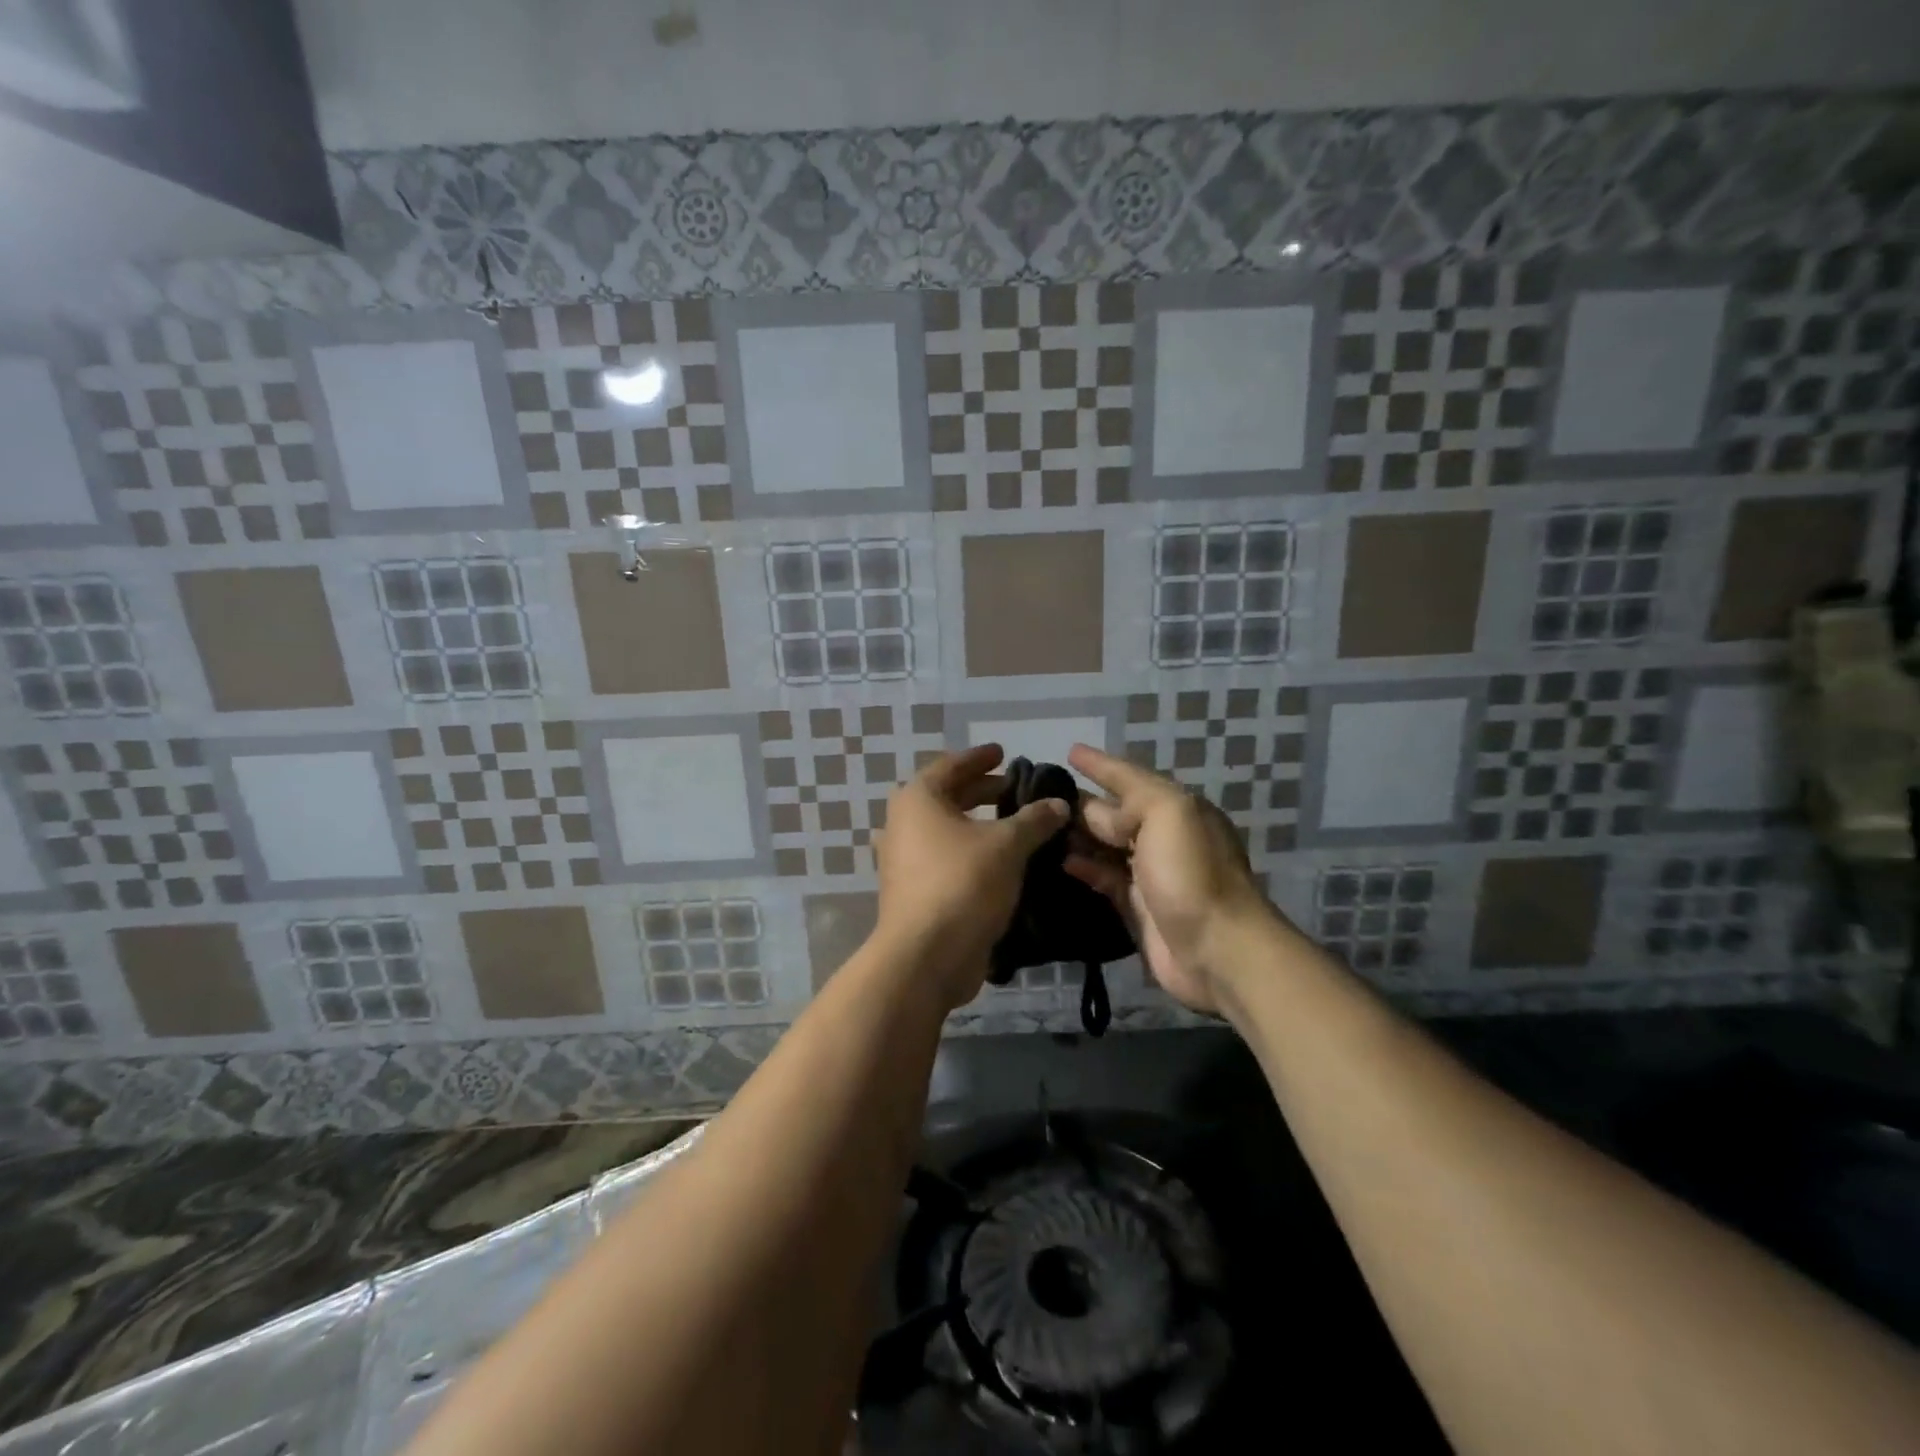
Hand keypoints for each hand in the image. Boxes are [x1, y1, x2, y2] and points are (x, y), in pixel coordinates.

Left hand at [875, 745, 1069, 1010]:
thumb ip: (1034, 819)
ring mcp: (903, 860)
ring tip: (1013, 824)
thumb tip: (1058, 804)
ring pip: (946, 830)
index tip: (1003, 752)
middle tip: (1016, 789)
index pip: (951, 765)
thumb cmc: (963, 883)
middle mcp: (903, 824)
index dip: (980, 757)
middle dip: (982, 791)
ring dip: (978, 825)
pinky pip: (945, 858)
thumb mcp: (1007, 845)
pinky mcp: (913, 890)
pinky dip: (971, 853)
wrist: (926, 956)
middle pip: (947, 797)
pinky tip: (999, 862)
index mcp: (918, 799)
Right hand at [1062, 744, 1272, 1014]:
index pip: (1130, 777)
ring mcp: (1150, 873)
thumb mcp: (1168, 814)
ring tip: (1038, 826)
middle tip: (1039, 793)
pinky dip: (1083, 868)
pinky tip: (1058, 861)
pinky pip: (1103, 878)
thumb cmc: (1191, 873)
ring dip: (1077, 835)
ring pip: (1105, 845)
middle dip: (1082, 801)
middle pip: (1115, 812)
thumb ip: (1131, 799)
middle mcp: (1163, 836)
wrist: (1217, 949)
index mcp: (1176, 808)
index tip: (1069, 751)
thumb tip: (1094, 810)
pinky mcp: (1137, 906)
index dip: (1101, 764)